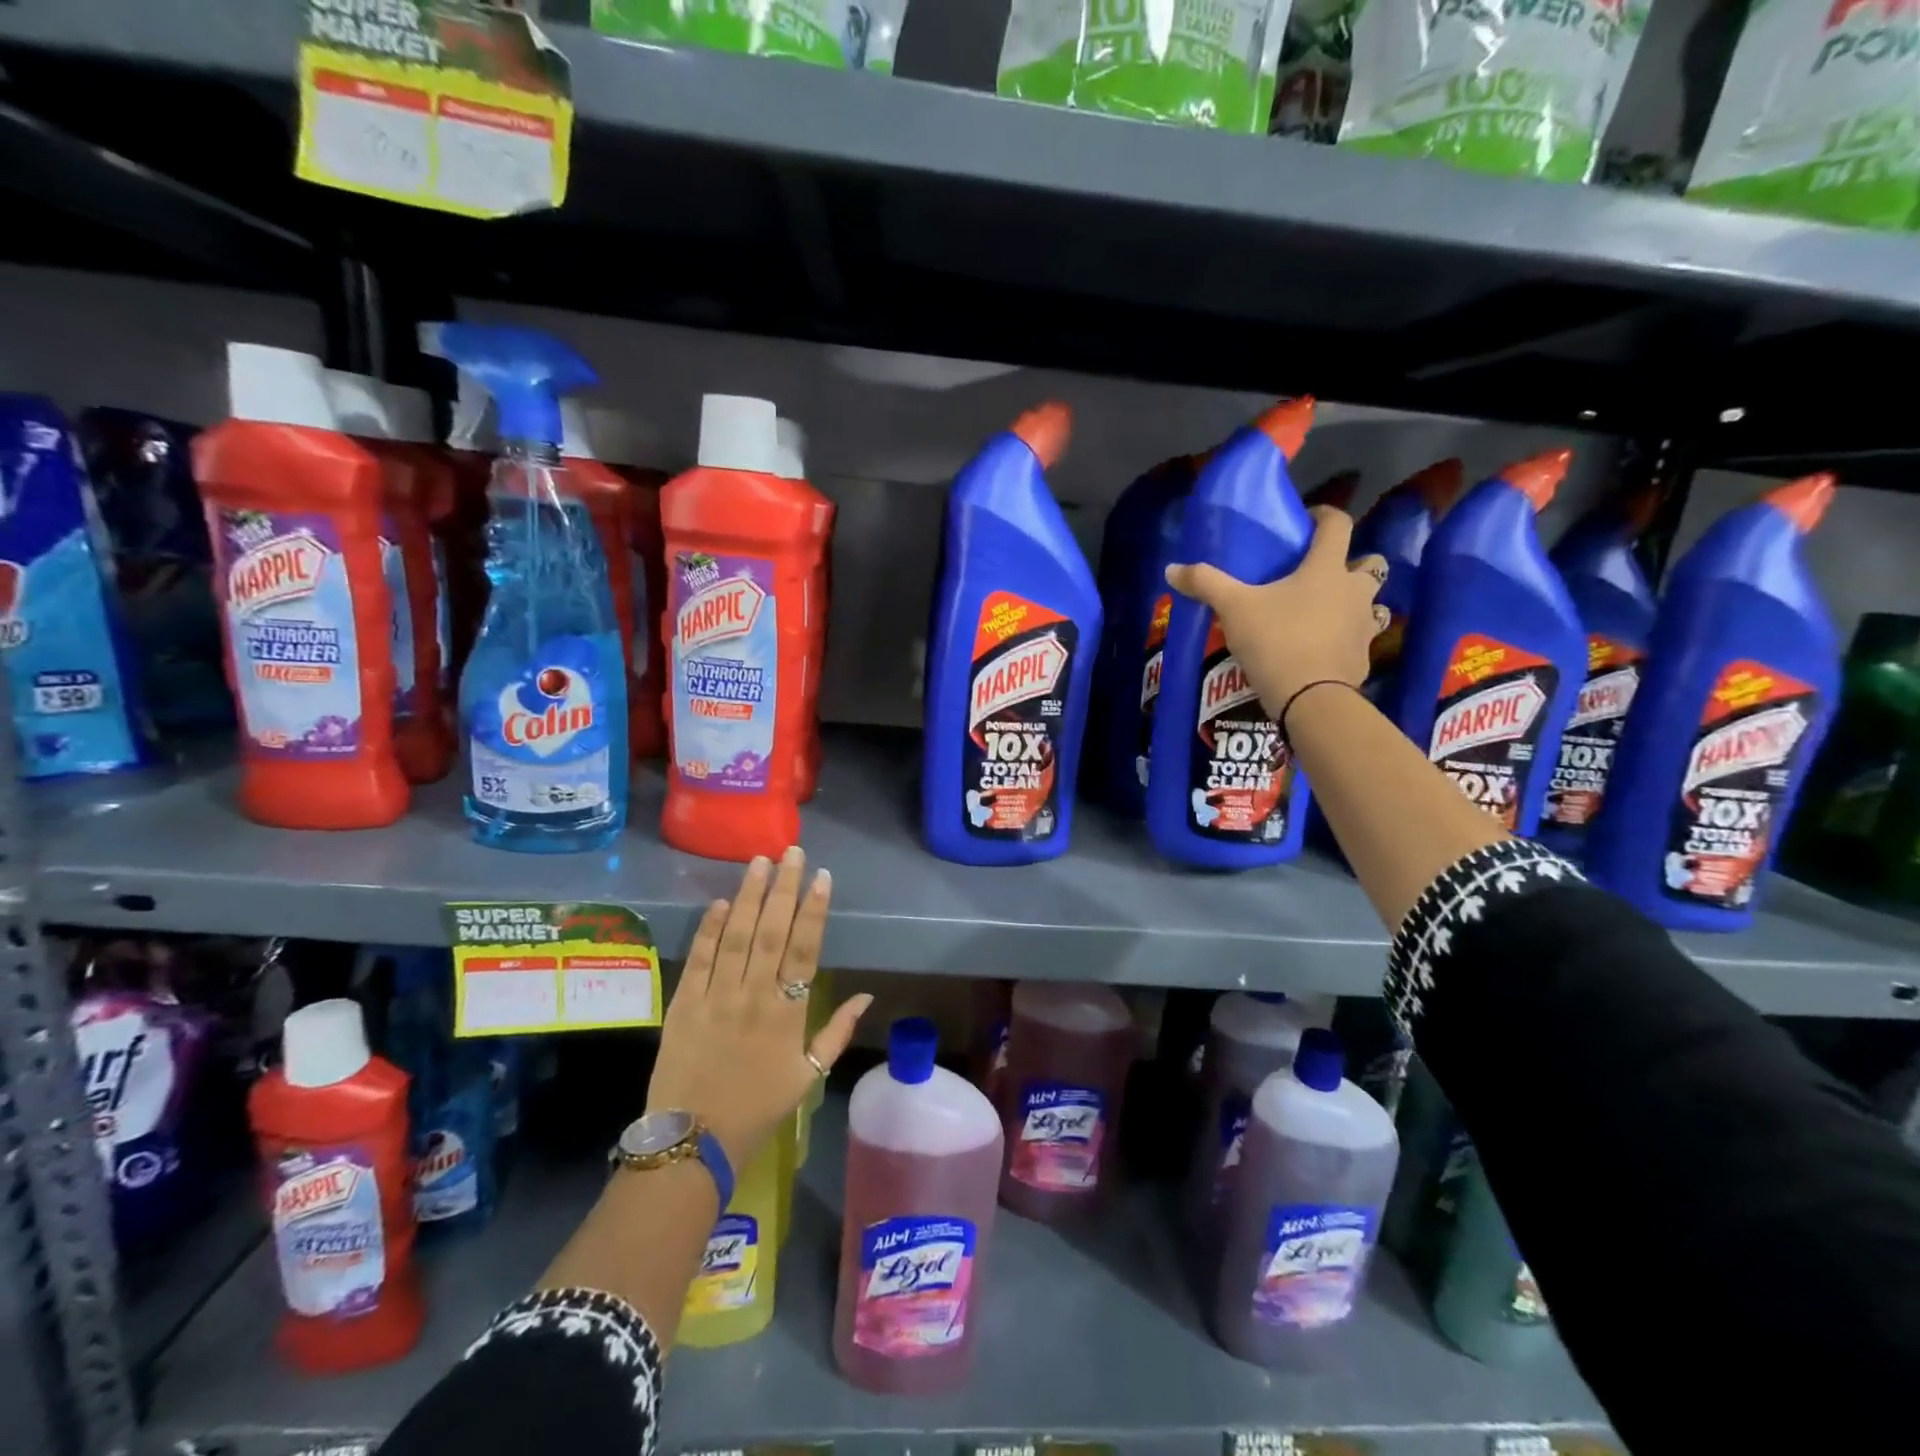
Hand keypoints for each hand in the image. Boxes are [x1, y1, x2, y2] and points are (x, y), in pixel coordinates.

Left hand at [646, 847, 872, 1168]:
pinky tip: (718, 902)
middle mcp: (753, 996)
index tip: (823, 877)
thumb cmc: (758, 1107)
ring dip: (748, 897)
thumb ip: (838, 1032)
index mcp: (787, 1013)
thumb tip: (868, 995)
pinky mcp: (684, 1004)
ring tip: (759, 863)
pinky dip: (708, 930)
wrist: (694, 1140)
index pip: (805, 950)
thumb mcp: (808, 1076)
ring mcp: (716, 997)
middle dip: (784, 889)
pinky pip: (698, 960)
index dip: (815, 911)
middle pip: (771, 932)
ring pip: (735, 937)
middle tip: (792, 852)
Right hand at [1165, 506, 1388, 719]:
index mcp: (1327, 569)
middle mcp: (1354, 591)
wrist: (1311, 699)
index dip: (1324, 516)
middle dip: (1352, 564)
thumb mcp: (1234, 609)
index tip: (1308, 520)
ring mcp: (1364, 626)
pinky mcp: (1362, 658)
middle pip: (1370, 564)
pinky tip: (1321, 652)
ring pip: (1371, 603)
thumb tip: (1171, 568)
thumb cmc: (1276, 641)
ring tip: (1325, 614)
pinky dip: (1345, 641)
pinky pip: (1358, 641)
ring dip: (1354, 603)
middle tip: (1322, 574)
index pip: (1338, 525)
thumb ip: (1206, 584)